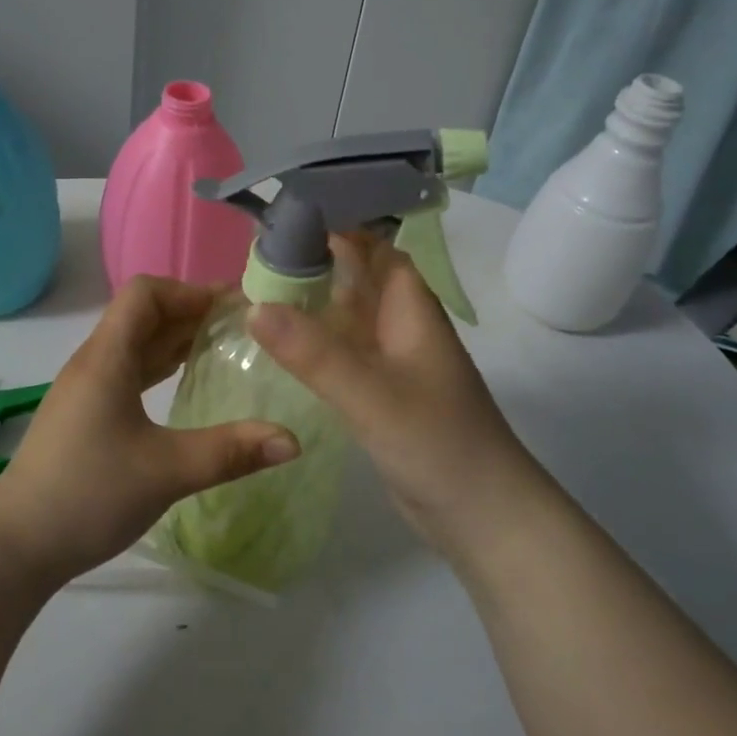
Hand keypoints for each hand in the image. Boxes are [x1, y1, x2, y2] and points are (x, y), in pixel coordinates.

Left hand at [0, 277, 300, 588]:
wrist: (15, 546)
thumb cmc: (88, 494)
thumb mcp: (166, 471)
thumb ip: (231, 452)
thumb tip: (293, 440)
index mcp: (107, 358)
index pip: (145, 294)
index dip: (189, 291)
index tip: (232, 307)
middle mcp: (94, 363)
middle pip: (143, 314)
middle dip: (191, 312)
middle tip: (242, 325)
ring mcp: (86, 390)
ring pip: (135, 344)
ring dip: (176, 339)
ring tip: (223, 347)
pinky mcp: (85, 414)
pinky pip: (129, 371)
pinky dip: (160, 366)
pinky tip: (186, 384)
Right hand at [249, 233, 544, 558]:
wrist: (482, 517)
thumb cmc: (437, 443)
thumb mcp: (371, 394)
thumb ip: (314, 352)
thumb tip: (253, 306)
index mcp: (411, 309)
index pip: (376, 249)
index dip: (339, 227)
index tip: (285, 218)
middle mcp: (402, 327)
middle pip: (357, 280)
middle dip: (315, 263)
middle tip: (256, 256)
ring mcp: (392, 364)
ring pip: (348, 318)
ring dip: (312, 303)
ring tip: (256, 290)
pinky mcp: (381, 396)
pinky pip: (343, 355)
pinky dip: (315, 343)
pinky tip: (281, 346)